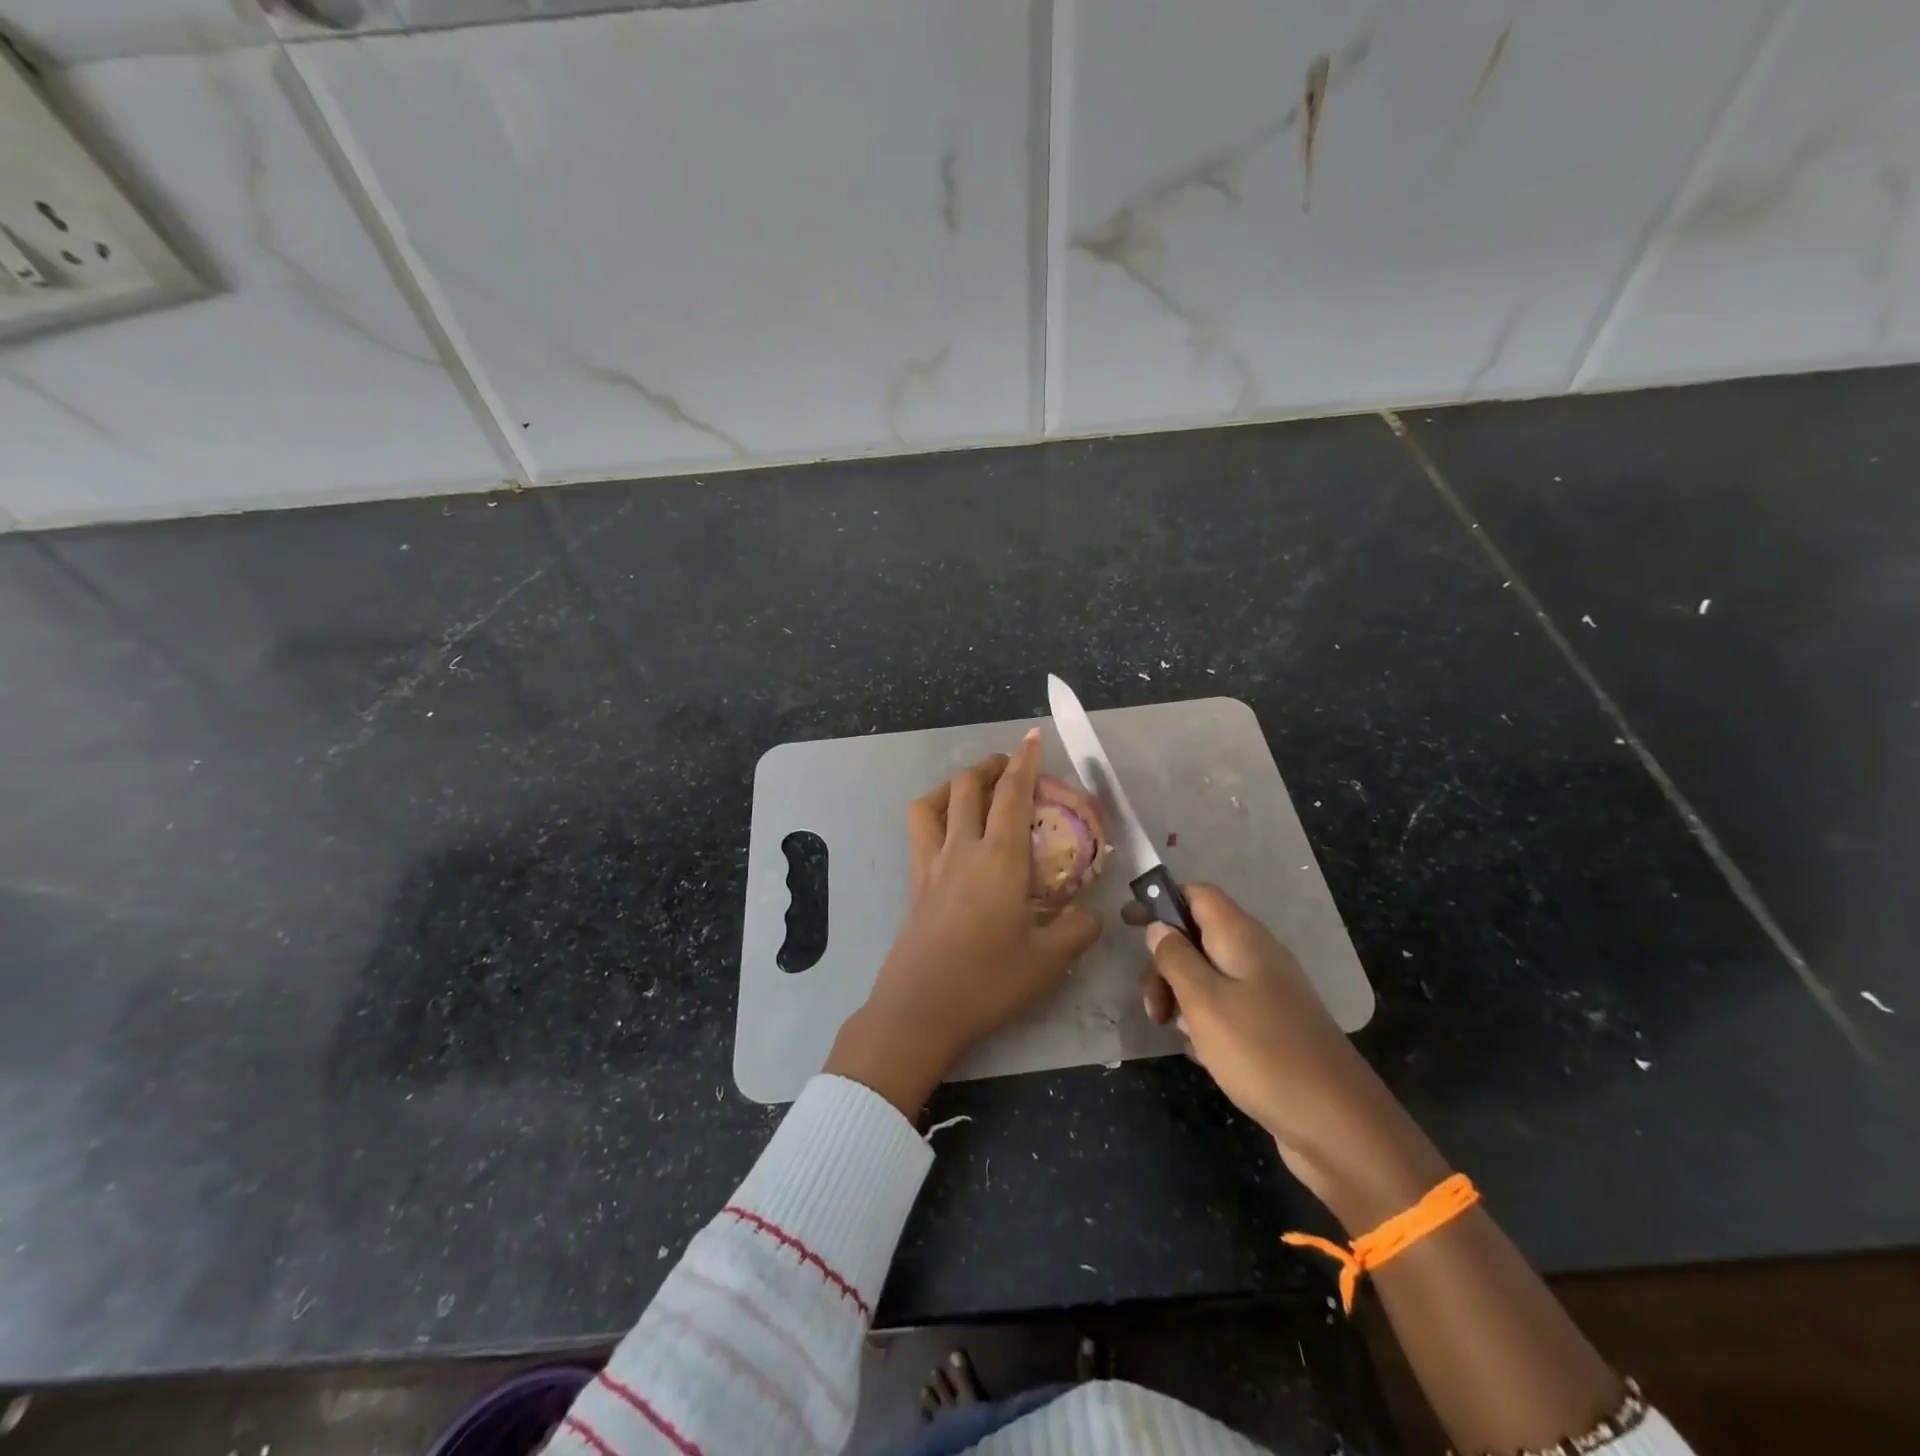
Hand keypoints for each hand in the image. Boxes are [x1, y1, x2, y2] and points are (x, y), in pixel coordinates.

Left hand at [825, 729, 1100, 1116]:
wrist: (921, 1010)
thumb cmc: (988, 982)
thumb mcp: (1049, 961)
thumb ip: (1078, 929)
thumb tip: (1090, 914)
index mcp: (1000, 858)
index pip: (1013, 794)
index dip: (1025, 761)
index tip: (1033, 737)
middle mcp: (962, 848)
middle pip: (968, 785)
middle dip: (991, 766)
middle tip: (1010, 767)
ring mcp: (931, 863)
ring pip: (933, 801)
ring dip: (955, 784)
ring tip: (974, 791)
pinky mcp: (914, 882)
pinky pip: (919, 830)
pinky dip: (934, 813)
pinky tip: (950, 833)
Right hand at [1134, 884, 1447, 1227]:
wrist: (1337, 1125)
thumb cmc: (1261, 1052)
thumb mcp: (1203, 1001)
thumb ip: (1175, 958)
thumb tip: (1158, 927)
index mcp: (1242, 937)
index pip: (1198, 894)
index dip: (1161, 901)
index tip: (1128, 925)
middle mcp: (1257, 956)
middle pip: (1197, 937)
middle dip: (1165, 963)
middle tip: (1151, 1005)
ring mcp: (1267, 994)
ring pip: (1208, 977)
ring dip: (1181, 997)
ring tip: (1173, 1032)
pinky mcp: (1271, 1029)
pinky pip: (1225, 1010)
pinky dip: (1204, 1024)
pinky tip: (1200, 1054)